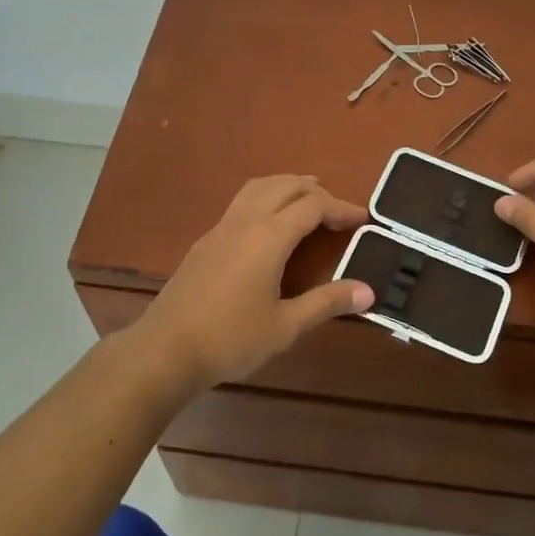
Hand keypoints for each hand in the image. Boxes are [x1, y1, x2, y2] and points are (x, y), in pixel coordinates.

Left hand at [133, 175, 372, 390]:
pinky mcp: (206, 240)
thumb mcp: (286, 325)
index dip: (341, 208)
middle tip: (338, 212)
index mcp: (269, 236)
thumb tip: (368, 292)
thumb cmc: (231, 339)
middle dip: (317, 191)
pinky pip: (242, 202)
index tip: (364, 220)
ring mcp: (221, 227)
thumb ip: (326, 303)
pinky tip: (269, 225)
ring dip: (287, 186)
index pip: (313, 206)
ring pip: (259, 187)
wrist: (165, 349)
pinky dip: (266, 197)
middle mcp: (246, 221)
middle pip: (286, 186)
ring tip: (307, 200)